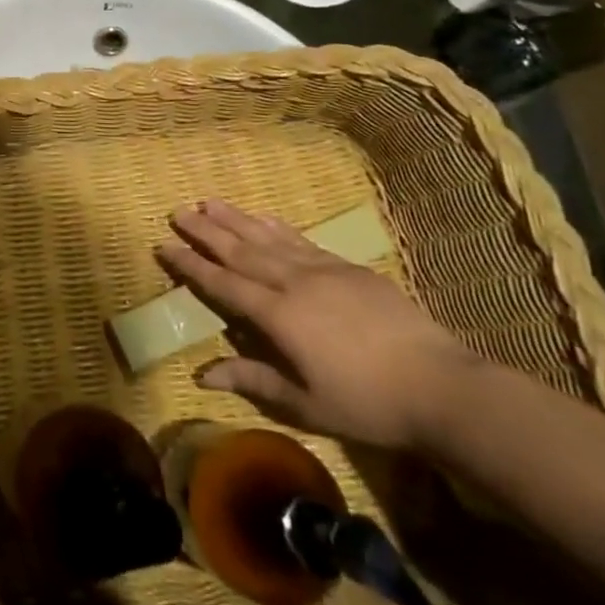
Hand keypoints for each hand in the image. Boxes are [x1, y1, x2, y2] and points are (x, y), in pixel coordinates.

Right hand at [157, 201, 478, 450]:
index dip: (190, 265)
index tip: (164, 245)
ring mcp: (322, 271)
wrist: (441, 385)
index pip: (222, 284)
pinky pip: (301, 240)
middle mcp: (292, 283)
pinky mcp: (348, 268)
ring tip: (209, 202)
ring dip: (235, 219)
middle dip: (205, 231)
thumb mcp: (306, 403)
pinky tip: (264, 217)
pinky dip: (276, 227)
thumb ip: (254, 380)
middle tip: (178, 211)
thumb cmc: (368, 403)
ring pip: (267, 238)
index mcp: (277, 316)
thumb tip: (203, 373)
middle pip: (239, 251)